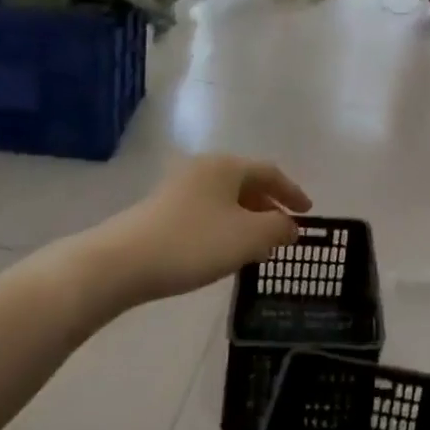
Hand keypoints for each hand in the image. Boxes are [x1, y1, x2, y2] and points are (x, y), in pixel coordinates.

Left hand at [94, 155, 311, 306]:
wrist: (122, 262)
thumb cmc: (194, 243)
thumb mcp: (248, 237)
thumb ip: (278, 228)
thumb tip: (290, 226)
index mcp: (227, 166)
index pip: (270, 172)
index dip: (292, 192)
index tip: (308, 212)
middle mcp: (203, 168)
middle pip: (246, 182)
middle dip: (269, 205)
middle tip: (284, 229)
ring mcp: (179, 188)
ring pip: (225, 199)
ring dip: (247, 218)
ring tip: (257, 245)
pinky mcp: (161, 210)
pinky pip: (207, 211)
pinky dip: (225, 226)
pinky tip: (223, 250)